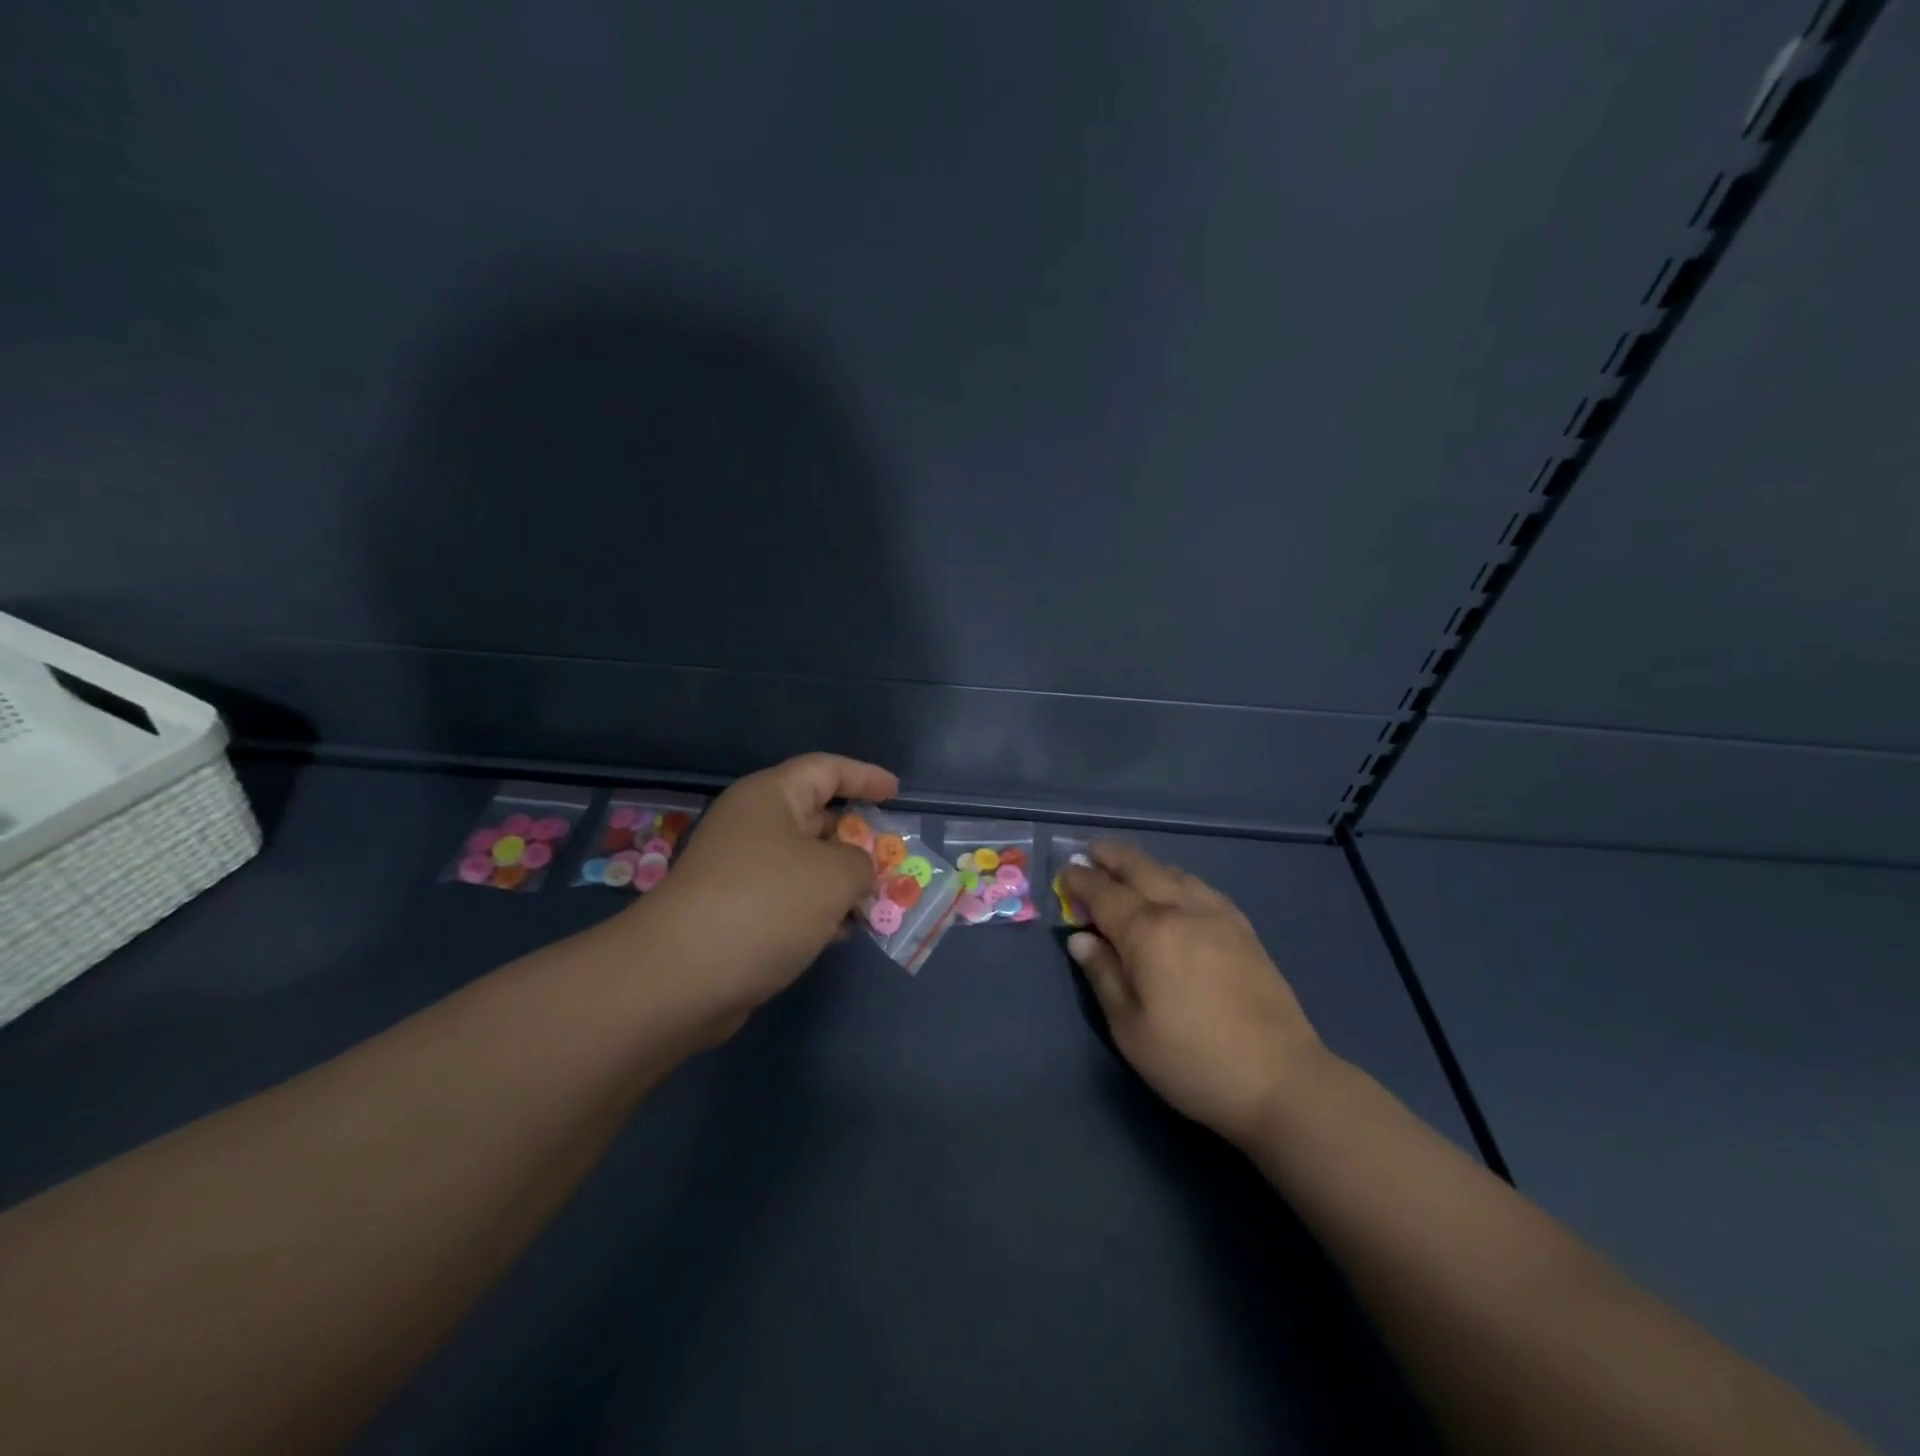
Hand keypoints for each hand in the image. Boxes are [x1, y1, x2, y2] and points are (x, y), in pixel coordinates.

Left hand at [637, 753, 898, 1024]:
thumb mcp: (835, 875)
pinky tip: (842, 933)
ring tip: (878, 903)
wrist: (681, 976)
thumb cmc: (766, 904)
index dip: (865, 776)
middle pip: (817, 818)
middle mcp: (753, 826)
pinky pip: (790, 899)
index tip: (897, 792)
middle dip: (859, 838)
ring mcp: (741, 871)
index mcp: (771, 797)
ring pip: (806, 864)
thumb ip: (861, 864)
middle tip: (895, 858)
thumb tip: (854, 874)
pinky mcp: (736, 912)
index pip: (826, 770)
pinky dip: (819, 910)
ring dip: (842, 881)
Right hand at [1061, 843, 1326, 1147]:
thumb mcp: (1130, 1028)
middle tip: (1092, 852)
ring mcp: (1218, 916)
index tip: (1064, 874)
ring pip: (1174, 873)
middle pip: (1141, 869)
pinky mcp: (1244, 929)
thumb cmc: (1192, 1060)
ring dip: (1145, 865)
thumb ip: (1103, 975)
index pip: (1104, 893)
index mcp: (1148, 932)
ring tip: (1128, 867)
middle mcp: (1181, 911)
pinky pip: (1201, 887)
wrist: (1281, 1080)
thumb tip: (1080, 938)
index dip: (1080, 881)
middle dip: (1112, 857)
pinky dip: (1177, 878)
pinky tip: (1176, 889)